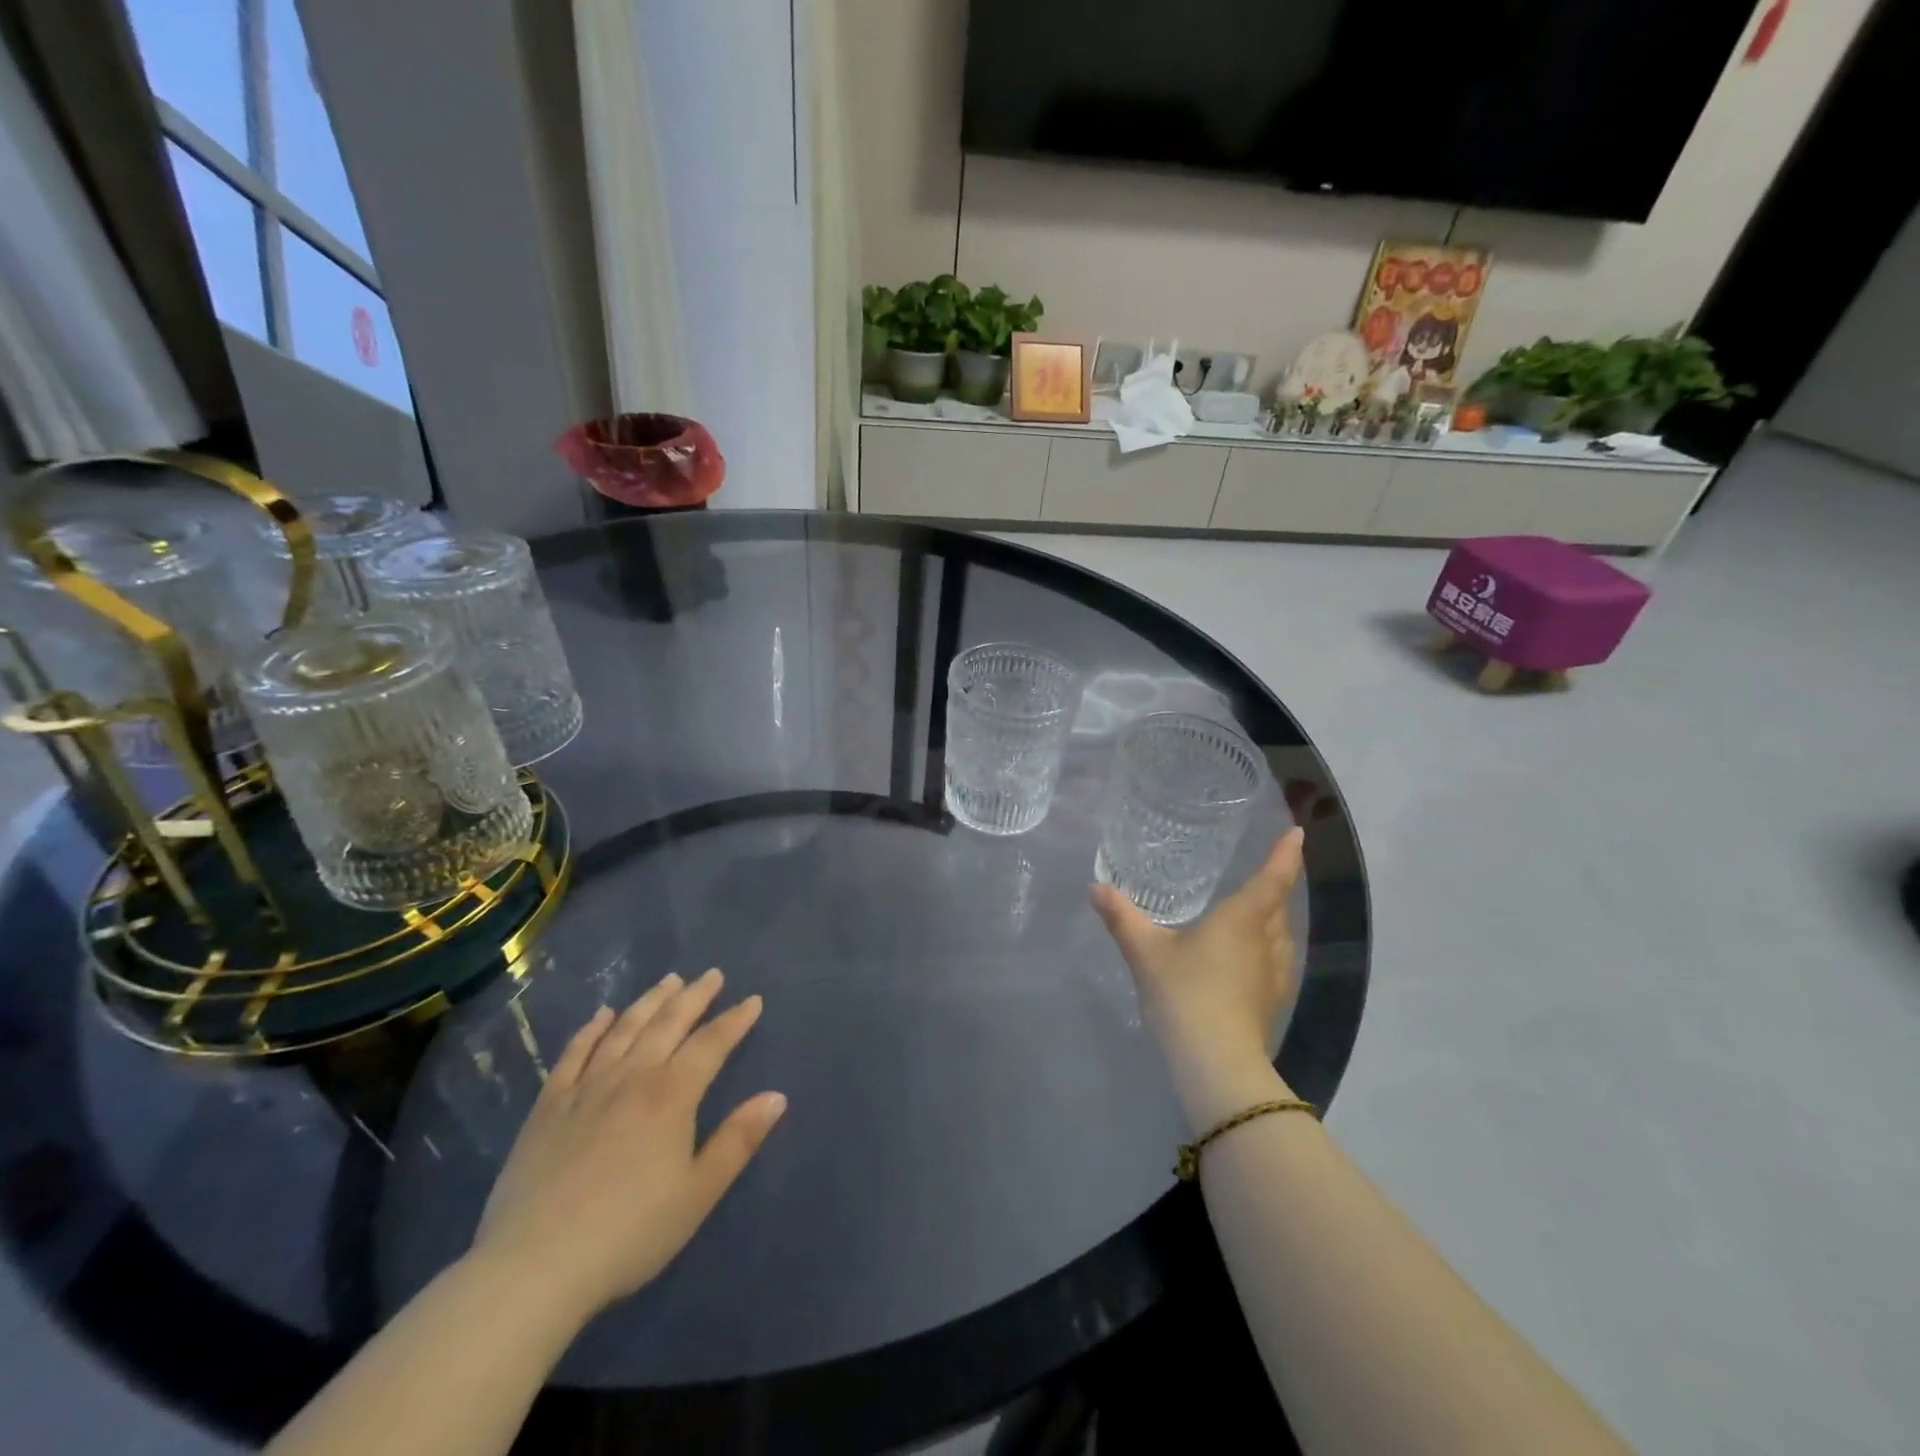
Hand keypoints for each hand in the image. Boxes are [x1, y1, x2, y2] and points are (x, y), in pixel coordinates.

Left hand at [469, 969, 786, 1322]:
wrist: (534, 1268)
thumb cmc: (629, 1233)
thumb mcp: (698, 1194)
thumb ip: (738, 1141)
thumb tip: (776, 1096)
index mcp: (671, 1095)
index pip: (711, 1044)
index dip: (734, 1020)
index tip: (752, 1000)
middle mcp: (631, 1077)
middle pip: (668, 1023)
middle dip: (694, 996)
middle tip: (712, 974)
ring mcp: (586, 1088)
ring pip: (624, 1029)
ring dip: (650, 1001)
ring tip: (669, 980)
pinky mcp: (549, 1106)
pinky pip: (574, 1053)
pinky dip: (591, 1029)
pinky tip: (602, 1015)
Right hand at [1091, 829, 1304, 1129]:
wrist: (1217, 1063)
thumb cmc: (1185, 993)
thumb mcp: (1145, 952)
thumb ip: (1122, 917)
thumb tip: (1095, 887)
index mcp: (1242, 919)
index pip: (1271, 878)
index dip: (1284, 854)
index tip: (1297, 833)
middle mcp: (1266, 941)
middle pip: (1278, 906)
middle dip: (1276, 886)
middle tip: (1265, 871)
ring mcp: (1274, 974)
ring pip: (1281, 936)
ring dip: (1274, 919)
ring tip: (1257, 912)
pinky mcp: (1271, 1001)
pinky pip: (1276, 962)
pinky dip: (1267, 949)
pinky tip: (1248, 959)